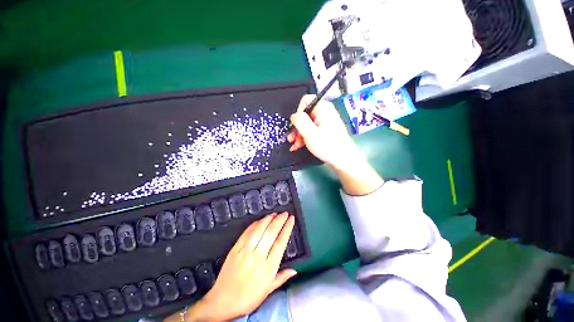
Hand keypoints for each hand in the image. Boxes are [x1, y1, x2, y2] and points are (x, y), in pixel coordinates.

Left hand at [179, 213, 295, 321]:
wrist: (223, 302)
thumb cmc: (248, 298)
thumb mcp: (268, 290)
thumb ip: (282, 278)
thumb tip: (295, 271)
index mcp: (268, 268)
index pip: (280, 242)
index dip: (287, 228)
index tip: (291, 219)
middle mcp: (258, 257)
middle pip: (271, 233)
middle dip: (279, 220)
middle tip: (285, 213)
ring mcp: (245, 251)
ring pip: (259, 230)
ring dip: (268, 219)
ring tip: (275, 213)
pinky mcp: (235, 248)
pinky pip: (247, 232)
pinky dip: (255, 224)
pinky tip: (261, 220)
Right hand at [288, 95, 383, 195]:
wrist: (344, 159)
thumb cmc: (327, 146)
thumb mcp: (310, 133)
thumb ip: (299, 121)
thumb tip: (294, 116)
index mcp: (323, 108)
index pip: (305, 101)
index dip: (298, 112)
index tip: (295, 126)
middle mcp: (325, 111)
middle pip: (305, 114)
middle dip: (297, 127)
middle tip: (292, 139)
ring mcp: (326, 120)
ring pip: (307, 123)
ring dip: (299, 134)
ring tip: (295, 145)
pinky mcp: (326, 129)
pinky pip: (312, 129)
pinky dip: (305, 136)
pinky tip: (299, 146)